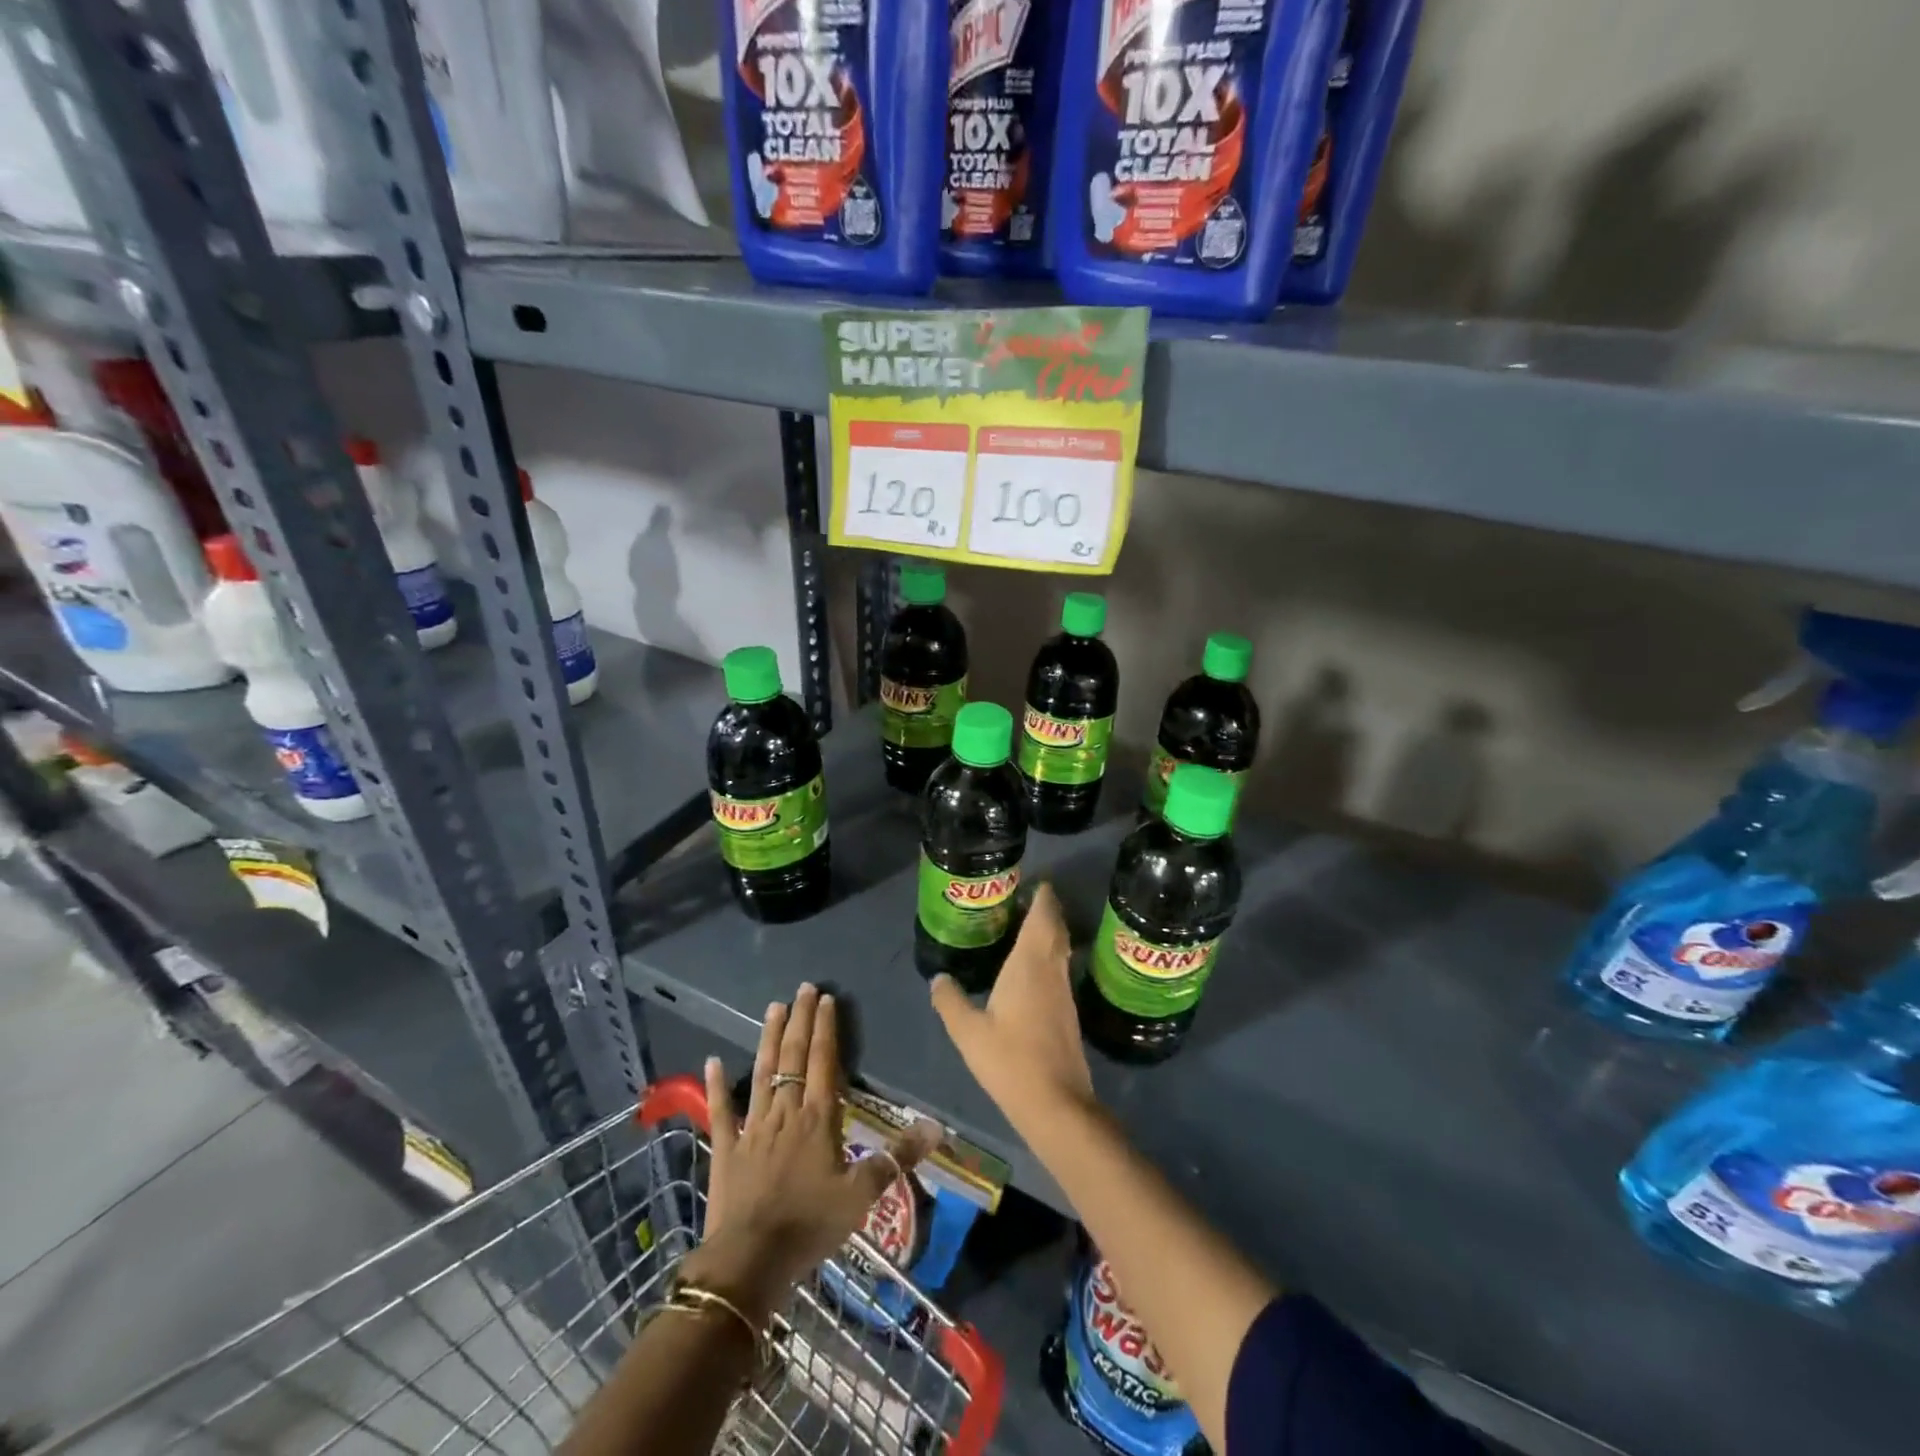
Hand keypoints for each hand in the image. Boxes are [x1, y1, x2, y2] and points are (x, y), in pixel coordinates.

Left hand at [689, 984, 938, 1320]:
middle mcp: (785, 1112)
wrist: (750, 1262)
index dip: (826, 1029)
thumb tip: (936, 1127)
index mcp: (818, 1118)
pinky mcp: (726, 1149)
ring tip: (773, 1008)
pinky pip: (721, 1111)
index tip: (826, 998)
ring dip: (768, 1039)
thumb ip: (896, 1158)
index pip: (824, 1061)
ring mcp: (752, 1128)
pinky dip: (716, 1085)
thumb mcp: (862, 1195)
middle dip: (799, 1020)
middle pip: (793, 1057)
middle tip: (803, 988)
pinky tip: (711, 1061)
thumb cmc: (810, 1225)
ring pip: (762, 1073)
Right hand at [930, 883, 1095, 1135]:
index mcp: (1030, 964)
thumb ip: (950, 1001)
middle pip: (1056, 929)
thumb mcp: (968, 1032)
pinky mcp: (1068, 1013)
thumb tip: (938, 978)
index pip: (1043, 917)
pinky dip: (1049, 957)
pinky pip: (1059, 970)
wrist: (1056, 1103)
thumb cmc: (1010, 1059)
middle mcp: (1052, 970)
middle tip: (1029, 898)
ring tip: (1028, 926)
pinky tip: (1033, 969)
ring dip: (1050, 933)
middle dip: (1047, 910)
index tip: (1036, 881)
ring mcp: (1064, 992)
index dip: (1043, 897)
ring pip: (1061, 950)